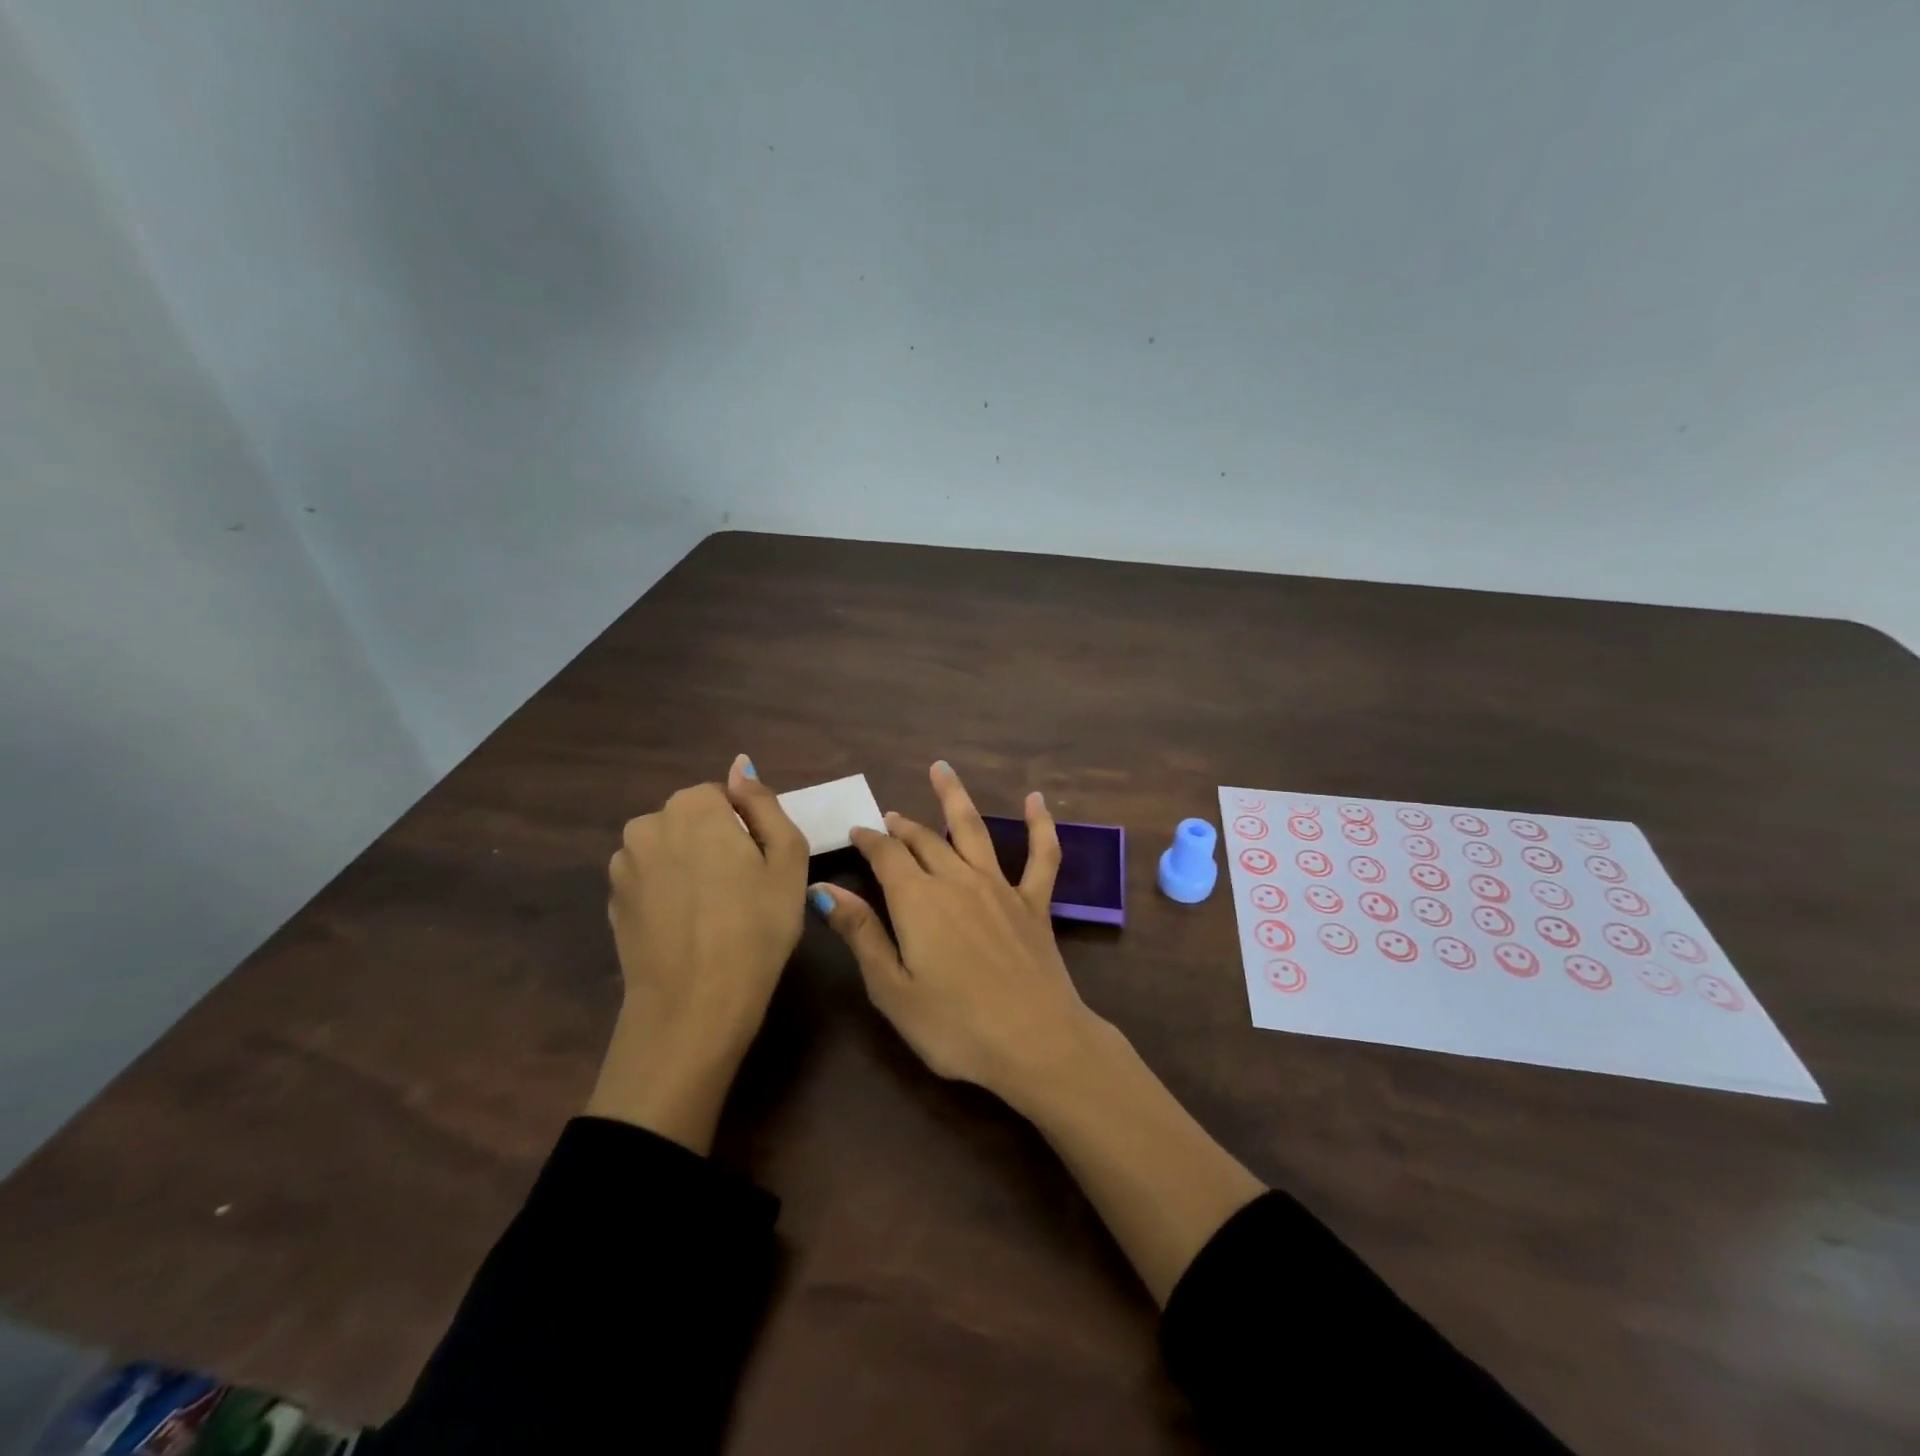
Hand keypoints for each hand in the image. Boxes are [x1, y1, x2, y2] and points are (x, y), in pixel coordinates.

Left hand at [586, 755, 808, 1151]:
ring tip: (713, 913)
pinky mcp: (612, 901)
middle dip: (714, 843)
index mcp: (692, 807)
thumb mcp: (787, 858)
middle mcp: (647, 824)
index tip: (759, 867)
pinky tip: (687, 928)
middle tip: (743, 890)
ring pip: (668, 849)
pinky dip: (667, 894)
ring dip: (688, 866)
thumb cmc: (756, 927)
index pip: (723, 798)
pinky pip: (649, 881)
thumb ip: (763, 803)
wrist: (694, 1004)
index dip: (746, 829)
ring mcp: (623, 865)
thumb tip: (741, 765)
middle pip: (691, 821)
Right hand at [813, 761, 1103, 1104]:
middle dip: (902, 827)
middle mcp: (957, 880)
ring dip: (954, 797)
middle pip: (924, 841)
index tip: (856, 832)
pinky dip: (1040, 824)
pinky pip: (1042, 855)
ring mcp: (1000, 888)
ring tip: (941, 769)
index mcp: (917, 900)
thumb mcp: (892, 989)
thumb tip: (822, 888)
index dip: (869, 840)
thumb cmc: (955, 1026)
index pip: (886, 856)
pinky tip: (1036, 799)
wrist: (1036, 1042)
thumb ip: (860, 933)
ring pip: (973, 830)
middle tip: (890, 819)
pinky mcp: (1035, 903)